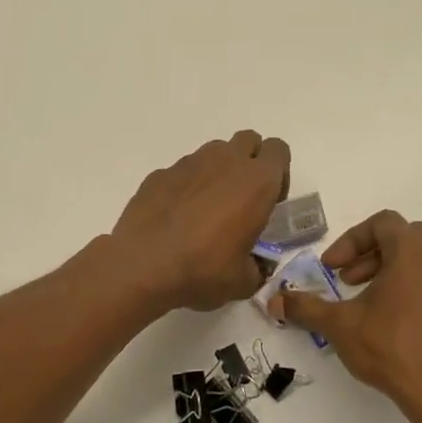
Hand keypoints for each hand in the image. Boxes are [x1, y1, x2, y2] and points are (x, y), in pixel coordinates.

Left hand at [111, 131, 290, 312]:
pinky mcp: (160, 173)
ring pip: (214, 152)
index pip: (279, 150)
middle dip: (250, 162)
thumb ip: (257, 267)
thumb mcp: (243, 281)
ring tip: (207, 209)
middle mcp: (225, 161)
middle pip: (248, 141)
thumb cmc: (203, 270)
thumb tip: (255, 266)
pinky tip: (176, 217)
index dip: (279, 174)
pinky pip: (182, 171)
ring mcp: (189, 163)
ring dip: (218, 171)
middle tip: (241, 200)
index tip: (268, 202)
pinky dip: (186, 186)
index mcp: (256, 182)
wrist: (142, 265)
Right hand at [273, 211, 421, 422]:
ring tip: (374, 305)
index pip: (382, 223)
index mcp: (413, 252)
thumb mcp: (340, 326)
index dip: (351, 240)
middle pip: (406, 238)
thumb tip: (274, 301)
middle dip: (373, 255)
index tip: (333, 268)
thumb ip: (305, 308)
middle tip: (351, 281)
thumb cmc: (392, 349)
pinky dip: (420, 294)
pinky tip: (403, 326)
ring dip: (396, 273)